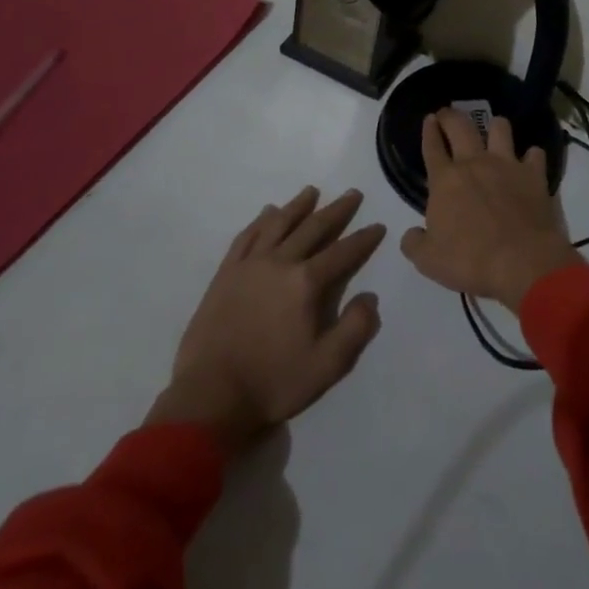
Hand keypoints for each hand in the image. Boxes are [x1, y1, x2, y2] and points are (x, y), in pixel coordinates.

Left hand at [146, 187, 385, 458]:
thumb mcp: (327, 366)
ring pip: (278, 224)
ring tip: (311, 191)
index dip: (364, 239)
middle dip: (336, 211)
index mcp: (306, 283)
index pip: (342, 253)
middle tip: (353, 194)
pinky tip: (267, 213)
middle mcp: (280, 263)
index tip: (378, 225)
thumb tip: (369, 297)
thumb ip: (355, 329)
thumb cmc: (273, 382)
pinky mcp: (226, 273)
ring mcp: (249, 265)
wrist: (210, 397)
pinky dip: (260, 221)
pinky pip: (246, 237)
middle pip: (313, 228)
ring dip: (297, 206)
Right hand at [400, 109, 581, 312]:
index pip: (432, 146)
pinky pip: (534, 154)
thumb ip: (415, 244)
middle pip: (460, 126)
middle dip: (451, 115)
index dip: (429, 130)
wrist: (522, 262)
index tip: (429, 118)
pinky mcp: (534, 175)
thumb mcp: (428, 261)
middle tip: (448, 114)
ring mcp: (507, 165)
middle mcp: (475, 164)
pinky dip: (531, 156)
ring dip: (495, 126)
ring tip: (493, 131)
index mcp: (445, 180)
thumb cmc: (470, 260)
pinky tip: (529, 162)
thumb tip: (412, 235)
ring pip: (500, 128)